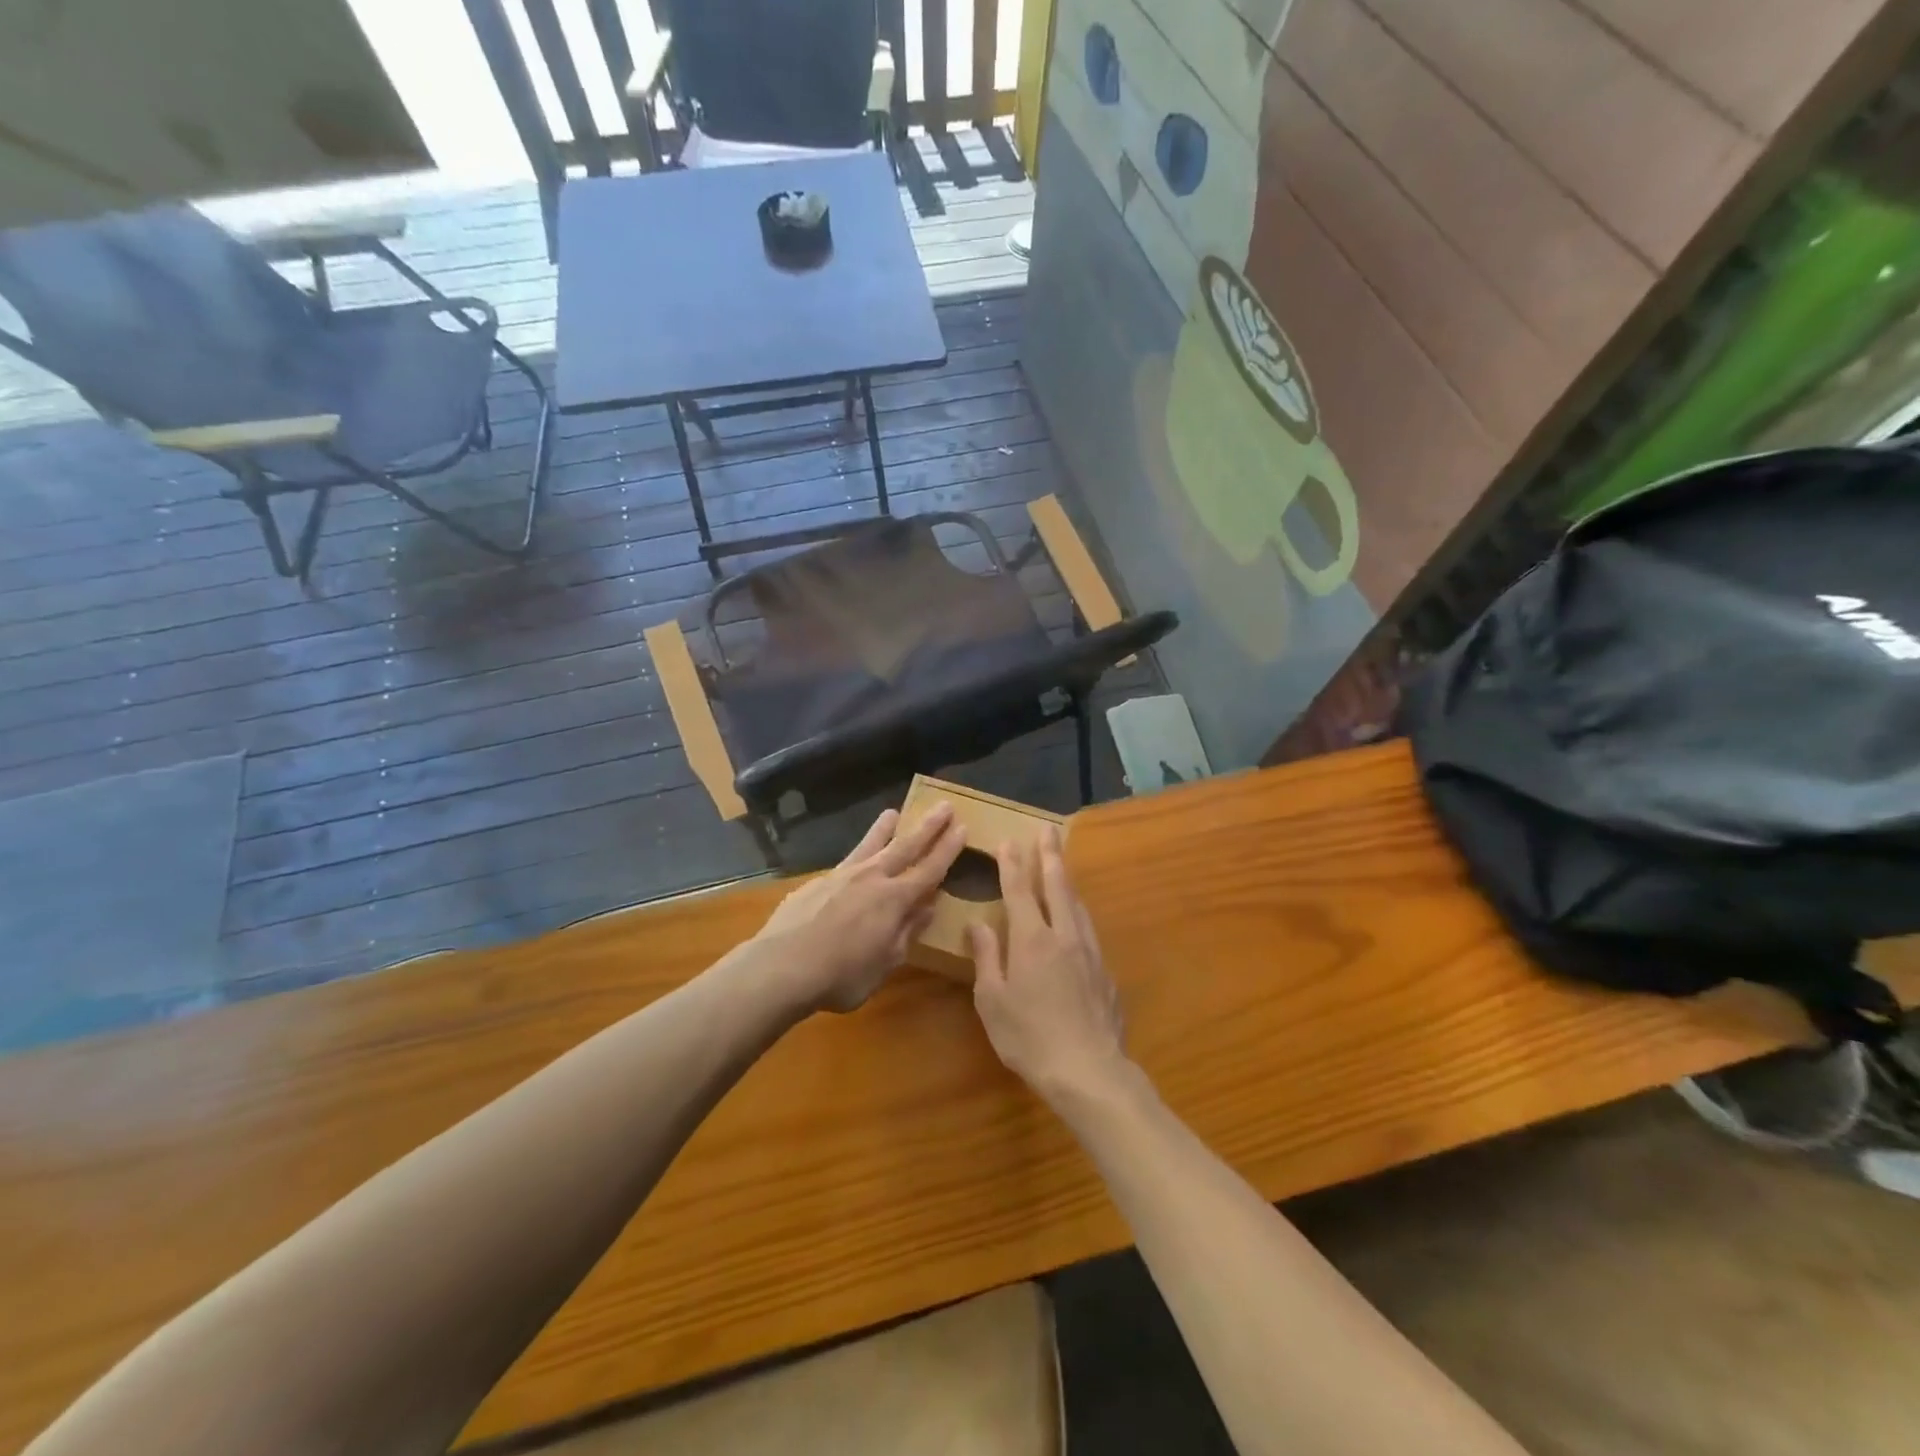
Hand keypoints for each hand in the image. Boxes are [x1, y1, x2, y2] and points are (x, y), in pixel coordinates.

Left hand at [755, 804, 964, 1011]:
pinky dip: (857, 855)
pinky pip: (846, 862)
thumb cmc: (841, 976)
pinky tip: (854, 862)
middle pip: (906, 846)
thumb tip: (927, 907)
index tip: (962, 827)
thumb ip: (906, 932)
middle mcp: (872, 878)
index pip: (930, 869)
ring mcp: (842, 876)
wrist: (781, 966)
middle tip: (944, 805)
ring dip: (885, 829)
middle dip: (928, 826)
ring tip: (893, 812)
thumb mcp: (885, 963)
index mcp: (895, 900)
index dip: (948, 849)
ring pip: (870, 845)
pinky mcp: (817, 881)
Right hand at [968, 826, 1128, 1104]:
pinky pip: (1088, 928)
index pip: (1020, 891)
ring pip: (1077, 905)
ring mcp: (1089, 952)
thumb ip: (987, 957)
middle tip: (1048, 830)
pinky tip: (1076, 918)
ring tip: (1061, 865)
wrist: (1089, 1070)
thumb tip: (978, 924)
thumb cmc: (1029, 1037)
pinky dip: (1078, 911)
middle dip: (1050, 855)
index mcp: (1032, 940)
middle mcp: (1064, 935)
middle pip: (1057, 886)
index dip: (1013, 864)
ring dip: (1067, 880)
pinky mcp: (1105, 971)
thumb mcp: (993, 1000)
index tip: (1009, 841)